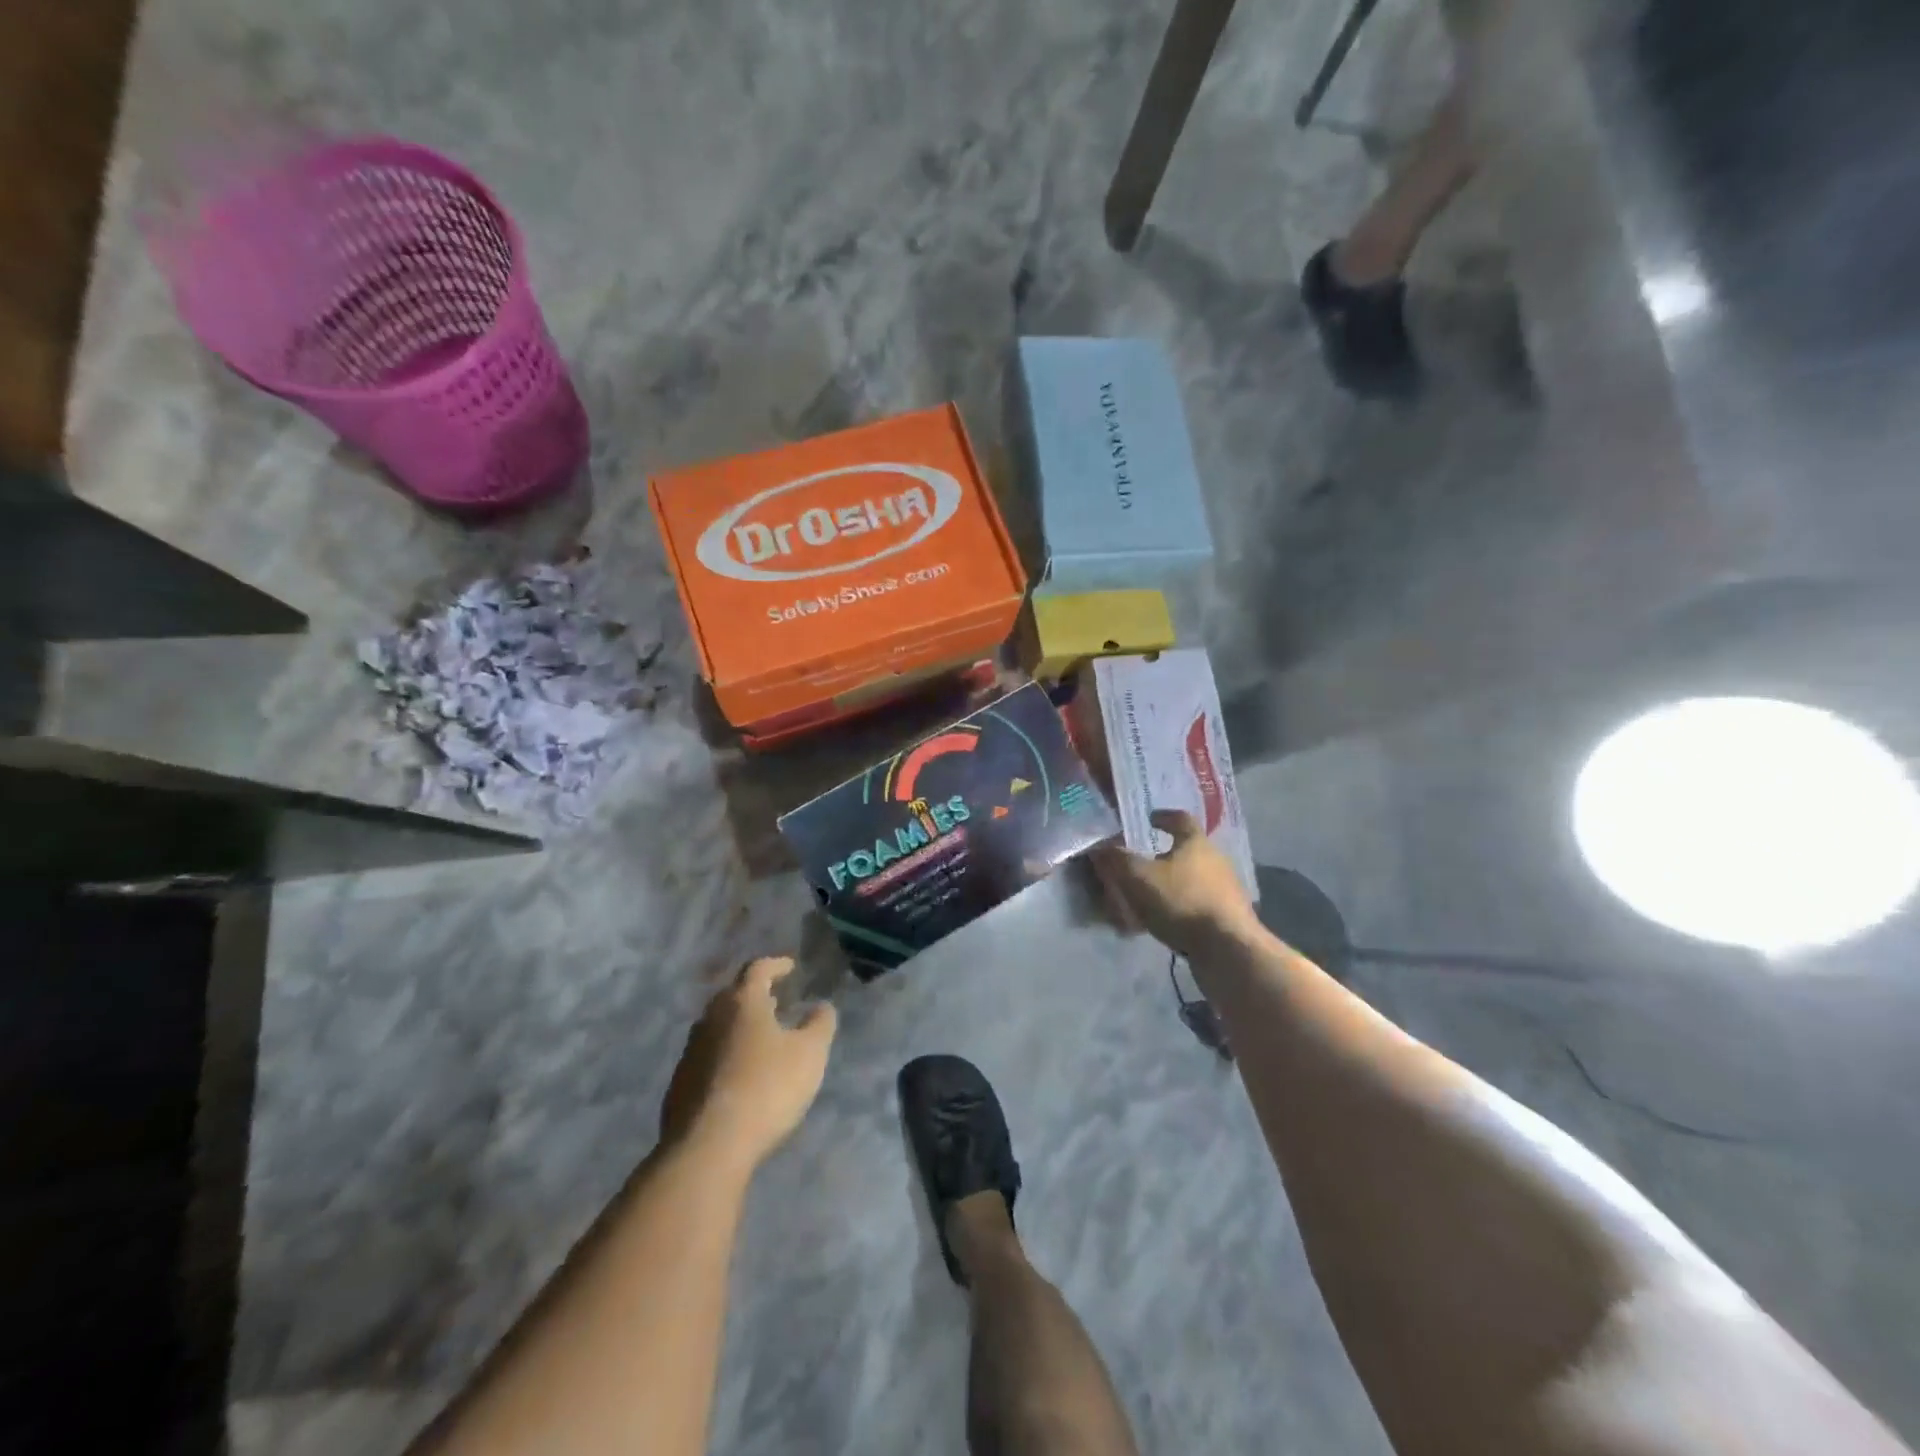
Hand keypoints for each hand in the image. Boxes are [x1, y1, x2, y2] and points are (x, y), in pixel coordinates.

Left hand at [660, 958, 836, 1167]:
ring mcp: (690, 1053)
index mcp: (741, 1003)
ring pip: (716, 1028)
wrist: (708, 1148)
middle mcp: (710, 1019)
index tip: (790, 967)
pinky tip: (738, 1077)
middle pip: (732, 996)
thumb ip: (819, 1024)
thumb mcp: (810, 1054)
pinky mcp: (679, 1086)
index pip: (757, 969)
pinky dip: (724, 1057)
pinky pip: (706, 1059)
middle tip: (775, 1001)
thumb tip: (821, 1006)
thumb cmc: (766, 1088)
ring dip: (738, 1027)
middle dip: (754, 995)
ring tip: (759, 1039)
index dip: (776, 965)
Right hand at [1093, 809, 1259, 957]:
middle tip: (1138, 864)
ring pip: (1191, 879)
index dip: (1162, 817)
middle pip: (1186, 850)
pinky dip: (1178, 908)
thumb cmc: (1183, 901)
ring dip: (1170, 884)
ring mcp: (1225, 890)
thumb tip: (1099, 847)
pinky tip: (1162, 923)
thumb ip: (1117, 860)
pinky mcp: (1228, 917)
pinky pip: (1196, 905)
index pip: (1180, 818)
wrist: (1228, 949)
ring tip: (1145, 898)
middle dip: (1162, 855)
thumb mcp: (1139, 878)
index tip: (1148, 819)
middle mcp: (1215, 861)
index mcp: (1196, 843)